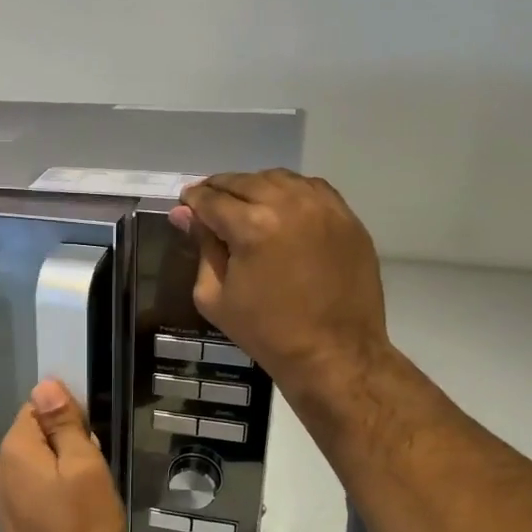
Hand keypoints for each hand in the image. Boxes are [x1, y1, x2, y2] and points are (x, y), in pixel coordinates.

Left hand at [0, 379, 125, 531]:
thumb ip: (64, 424)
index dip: (68, 419)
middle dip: (66, 448)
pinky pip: (31, 491)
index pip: (38, 408)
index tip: (91, 443)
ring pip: (36, 466)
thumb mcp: (85, 467)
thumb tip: (45, 384)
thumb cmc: (83, 527)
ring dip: (61, 473)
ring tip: (86, 500)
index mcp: (13, 449)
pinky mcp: (7, 521)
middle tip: (94, 476)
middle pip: (36, 437)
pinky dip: (51, 495)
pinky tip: (71, 517)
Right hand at [172, 170, 391, 402]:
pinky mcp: (346, 217)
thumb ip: (201, 249)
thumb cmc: (266, 332)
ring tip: (243, 204)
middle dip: (219, 189)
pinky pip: (311, 188)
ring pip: (278, 179)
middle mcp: (288, 204)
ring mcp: (323, 207)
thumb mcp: (215, 298)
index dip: (192, 200)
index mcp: (252, 227)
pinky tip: (280, 208)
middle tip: (208, 203)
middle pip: (243, 181)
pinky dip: (289, 192)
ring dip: (254, 187)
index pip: (211, 199)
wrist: (334, 353)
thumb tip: (185, 215)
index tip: (185, 205)